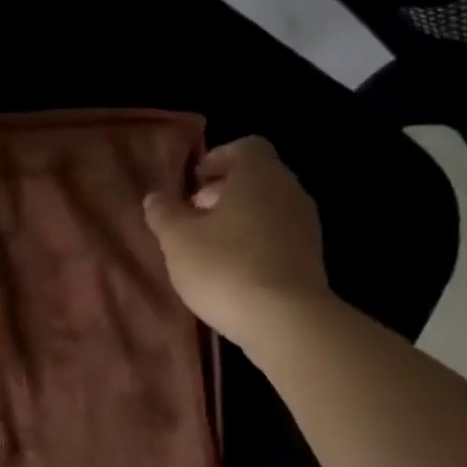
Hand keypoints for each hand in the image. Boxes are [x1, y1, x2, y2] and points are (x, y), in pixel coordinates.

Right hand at [142, 136, 329, 347]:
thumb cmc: (224, 267)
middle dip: (222, 193)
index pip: (244, 147)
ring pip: (267, 207)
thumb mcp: (178, 240)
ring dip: (238, 219)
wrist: (285, 320)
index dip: (217, 160)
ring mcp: (305, 224)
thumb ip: (164, 213)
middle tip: (192, 218)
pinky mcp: (310, 256)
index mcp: (258, 174)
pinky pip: (278, 235)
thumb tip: (155, 196)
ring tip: (208, 248)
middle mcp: (288, 190)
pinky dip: (255, 242)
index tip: (193, 184)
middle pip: (256, 178)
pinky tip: (233, 270)